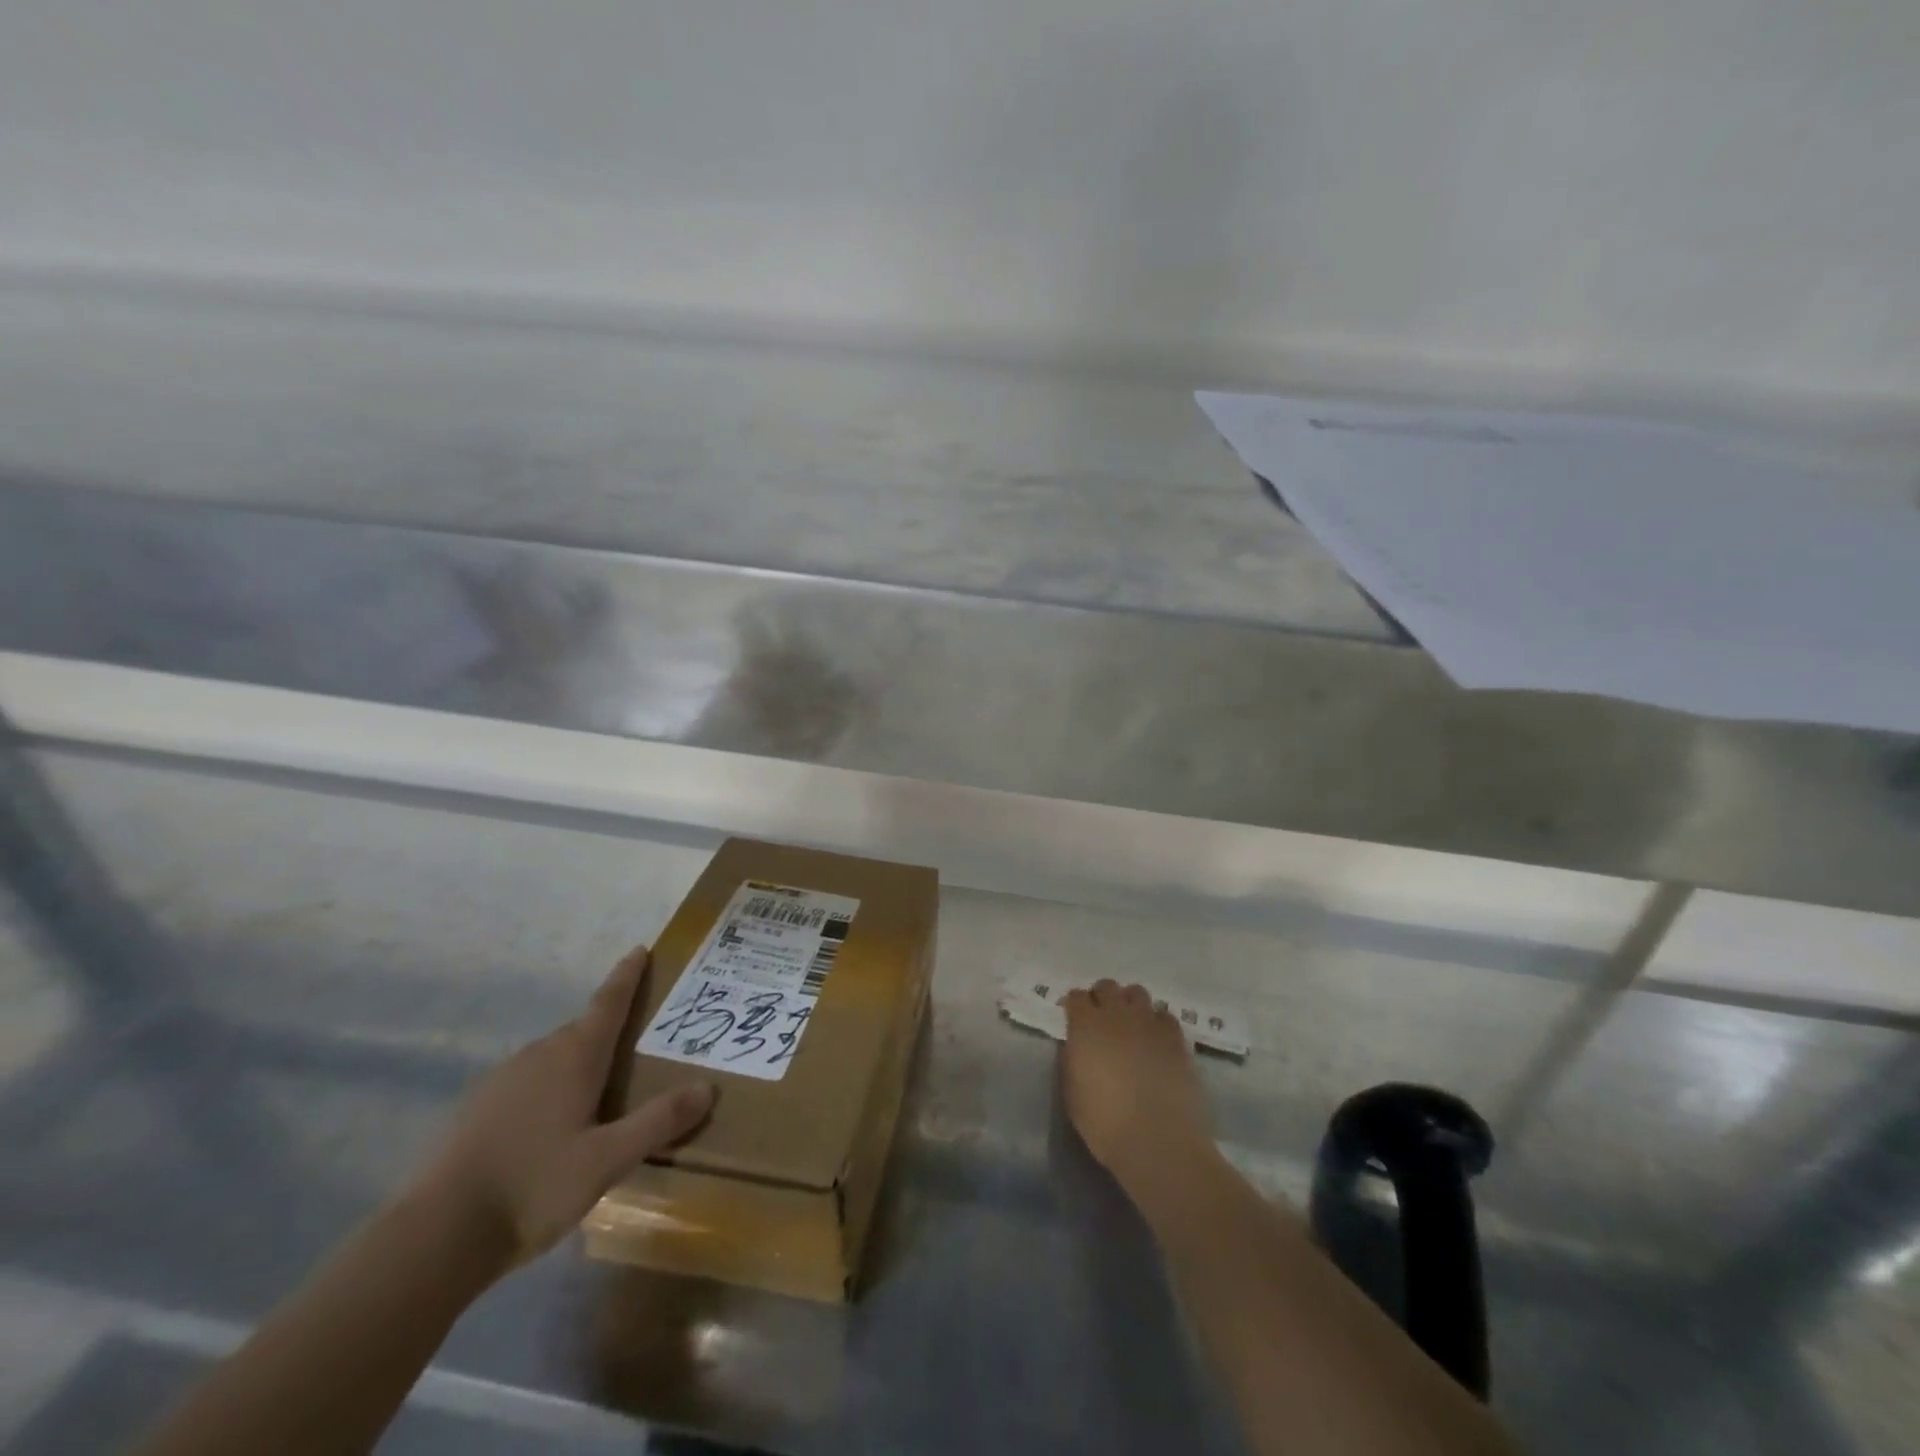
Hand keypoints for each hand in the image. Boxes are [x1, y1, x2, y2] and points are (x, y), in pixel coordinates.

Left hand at [416, 947, 715, 1268]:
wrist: (435, 1237)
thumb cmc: (533, 1186)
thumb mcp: (608, 1160)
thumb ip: (659, 1121)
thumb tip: (707, 1087)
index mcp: (574, 1056)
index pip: (608, 1002)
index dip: (627, 976)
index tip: (641, 950)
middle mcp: (539, 1055)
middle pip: (583, 1029)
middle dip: (611, 1029)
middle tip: (639, 1041)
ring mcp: (502, 1080)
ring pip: (554, 1057)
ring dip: (580, 1062)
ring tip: (603, 1089)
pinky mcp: (477, 1108)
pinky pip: (529, 1082)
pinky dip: (551, 1087)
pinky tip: (555, 1124)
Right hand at [1060, 979, 1217, 1201]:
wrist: (1158, 1140)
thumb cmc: (1105, 1123)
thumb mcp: (1072, 1091)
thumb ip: (1074, 1058)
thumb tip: (1079, 1045)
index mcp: (1085, 1025)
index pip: (1076, 997)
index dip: (1074, 1006)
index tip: (1073, 1019)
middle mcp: (1117, 1014)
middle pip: (1107, 987)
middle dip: (1101, 998)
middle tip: (1101, 1020)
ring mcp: (1149, 1022)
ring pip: (1137, 993)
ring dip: (1130, 1005)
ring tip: (1131, 1026)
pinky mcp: (1176, 1037)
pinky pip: (1164, 1015)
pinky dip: (1157, 1022)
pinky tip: (1156, 1040)